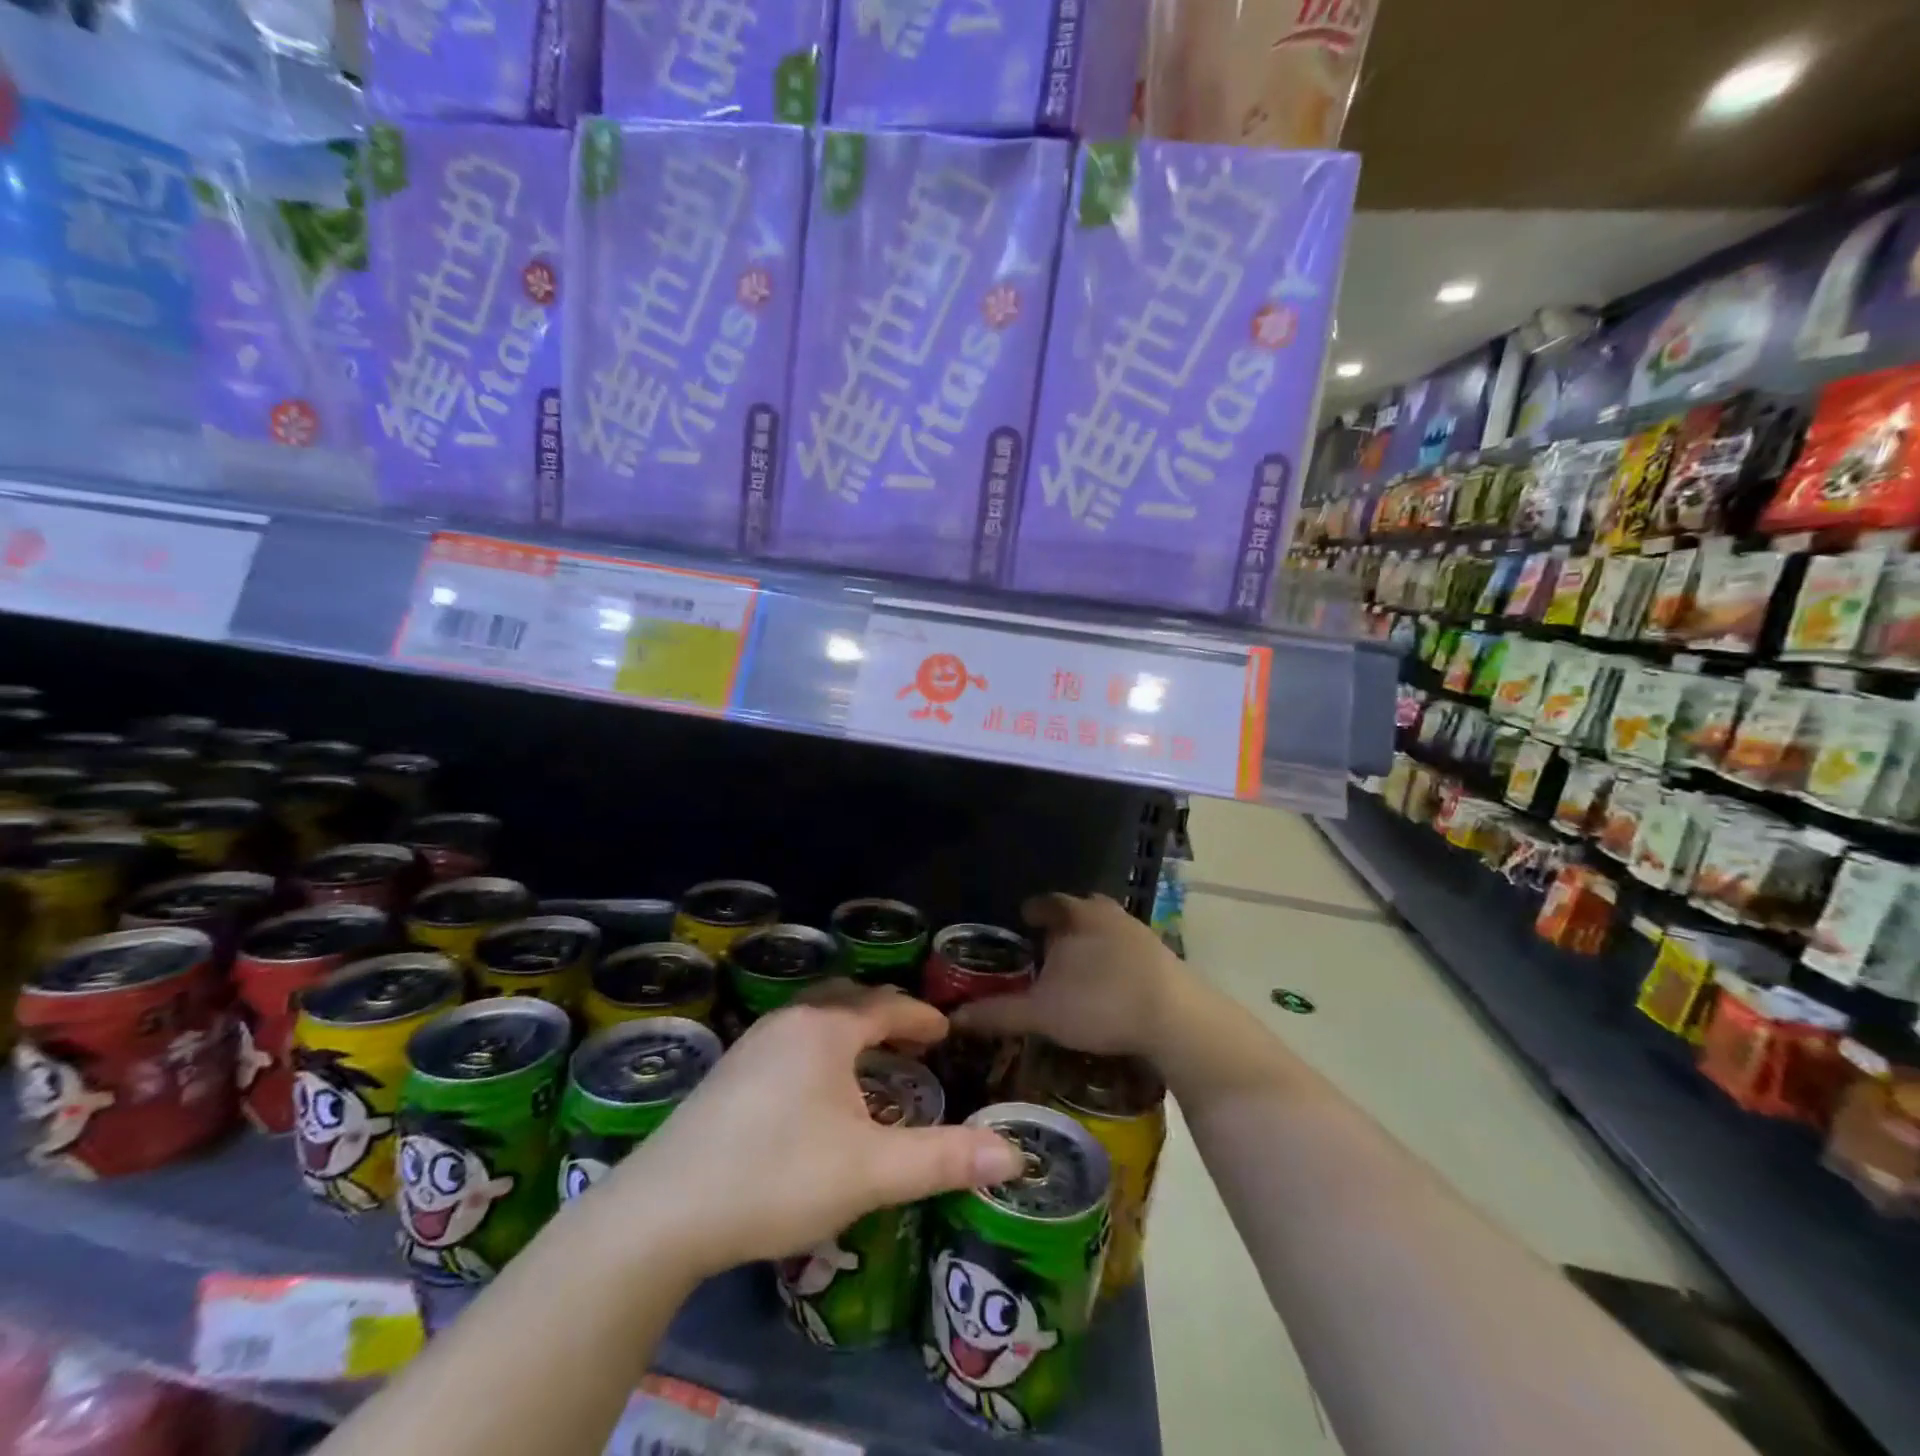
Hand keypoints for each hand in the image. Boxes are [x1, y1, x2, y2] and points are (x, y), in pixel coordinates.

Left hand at [603, 985, 1023, 1280]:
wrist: (663, 1212)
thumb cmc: (778, 1176)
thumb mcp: (871, 1171)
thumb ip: (944, 1159)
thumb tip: (1015, 1155)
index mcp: (826, 1028)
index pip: (886, 1005)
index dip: (920, 1016)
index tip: (944, 1031)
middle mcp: (788, 1021)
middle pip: (847, 1000)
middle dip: (884, 1014)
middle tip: (911, 1040)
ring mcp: (751, 1045)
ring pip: (813, 1020)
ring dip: (848, 1032)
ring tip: (869, 1063)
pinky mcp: (726, 1074)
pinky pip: (789, 1042)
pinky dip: (818, 1051)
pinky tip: (814, 1093)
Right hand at [949, 893, 1182, 1058]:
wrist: (1176, 1018)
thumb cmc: (1100, 1004)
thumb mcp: (1042, 1013)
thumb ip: (998, 1012)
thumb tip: (953, 1017)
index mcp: (1075, 914)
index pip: (1046, 902)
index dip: (1032, 911)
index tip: (1023, 920)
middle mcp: (1107, 912)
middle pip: (1078, 911)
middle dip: (1062, 925)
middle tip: (1046, 945)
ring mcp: (1138, 931)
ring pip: (1105, 928)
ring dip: (1090, 941)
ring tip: (1075, 965)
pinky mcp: (1162, 955)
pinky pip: (1127, 949)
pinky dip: (1113, 959)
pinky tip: (1109, 982)